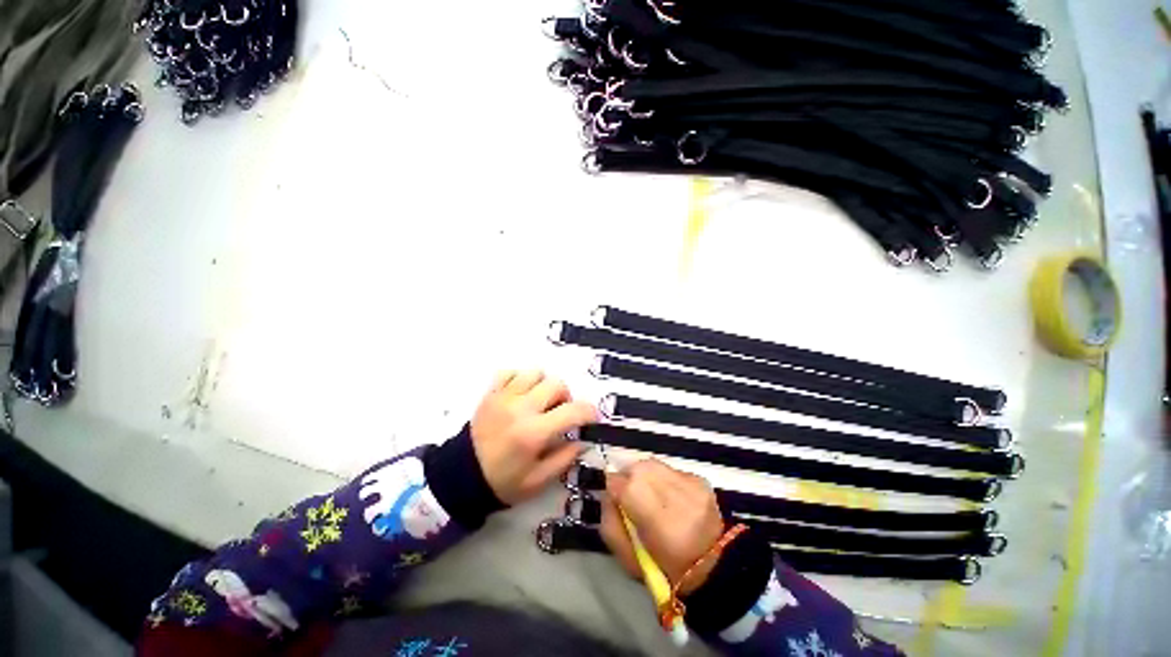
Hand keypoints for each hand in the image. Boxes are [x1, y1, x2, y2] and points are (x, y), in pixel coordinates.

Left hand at [471, 370, 596, 505]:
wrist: (461, 476)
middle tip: (560, 412)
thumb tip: (582, 439)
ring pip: (536, 373)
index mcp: (534, 433)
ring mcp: (504, 397)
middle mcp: (521, 408)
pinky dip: (520, 379)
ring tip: (539, 402)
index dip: (589, 412)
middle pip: (556, 384)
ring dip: (544, 386)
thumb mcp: (539, 481)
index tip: (591, 418)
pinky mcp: (491, 393)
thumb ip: (565, 458)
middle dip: (565, 397)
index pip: (573, 411)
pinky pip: (510, 372)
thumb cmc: (503, 482)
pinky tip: (521, 395)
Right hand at [599, 460, 724, 595]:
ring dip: (645, 476)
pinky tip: (669, 497)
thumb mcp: (627, 558)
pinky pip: (669, 469)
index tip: (617, 500)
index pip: (621, 484)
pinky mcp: (700, 479)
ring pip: (652, 464)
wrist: (712, 568)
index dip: (614, 489)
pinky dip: (663, 478)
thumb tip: (607, 493)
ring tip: (650, 495)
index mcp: (656, 520)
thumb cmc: (665, 570)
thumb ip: (609, 521)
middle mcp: (675, 494)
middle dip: (628, 478)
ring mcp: (690, 484)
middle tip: (632, 497)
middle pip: (637, 468)